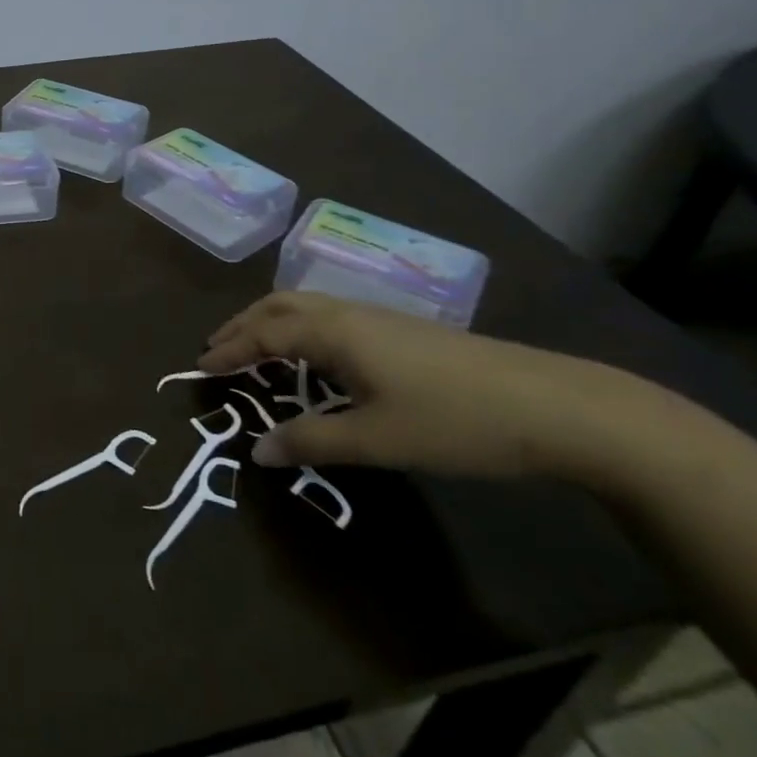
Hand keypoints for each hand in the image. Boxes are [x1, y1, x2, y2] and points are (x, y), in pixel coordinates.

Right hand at [200, 292, 676, 483]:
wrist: (556, 406)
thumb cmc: (454, 422)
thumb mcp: (377, 440)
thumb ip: (312, 441)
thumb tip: (258, 451)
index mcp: (334, 332)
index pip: (264, 334)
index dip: (229, 350)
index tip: (200, 367)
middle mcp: (349, 313)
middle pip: (280, 304)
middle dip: (243, 324)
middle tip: (218, 349)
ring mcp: (380, 318)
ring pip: (307, 305)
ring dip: (272, 322)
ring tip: (257, 350)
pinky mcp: (404, 331)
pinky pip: (330, 316)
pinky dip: (302, 327)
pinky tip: (316, 357)